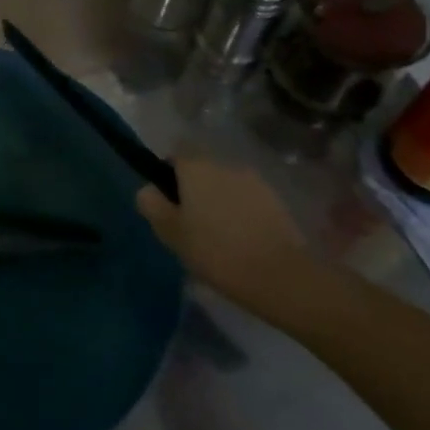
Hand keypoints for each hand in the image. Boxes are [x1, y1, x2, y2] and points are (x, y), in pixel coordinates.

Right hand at [135, 160, 322, 310]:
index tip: (167, 200)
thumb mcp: (170, 232)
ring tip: (217, 236)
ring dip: (218, 201)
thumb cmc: (215, 251)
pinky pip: (247, 200)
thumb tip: (149, 189)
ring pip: (226, 185)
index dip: (168, 172)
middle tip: (189, 223)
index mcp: (197, 168)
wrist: (280, 277)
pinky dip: (240, 213)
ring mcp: (255, 182)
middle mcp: (226, 165)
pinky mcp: (277, 202)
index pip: (176, 152)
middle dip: (194, 189)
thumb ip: (152, 204)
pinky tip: (240, 241)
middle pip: (202, 169)